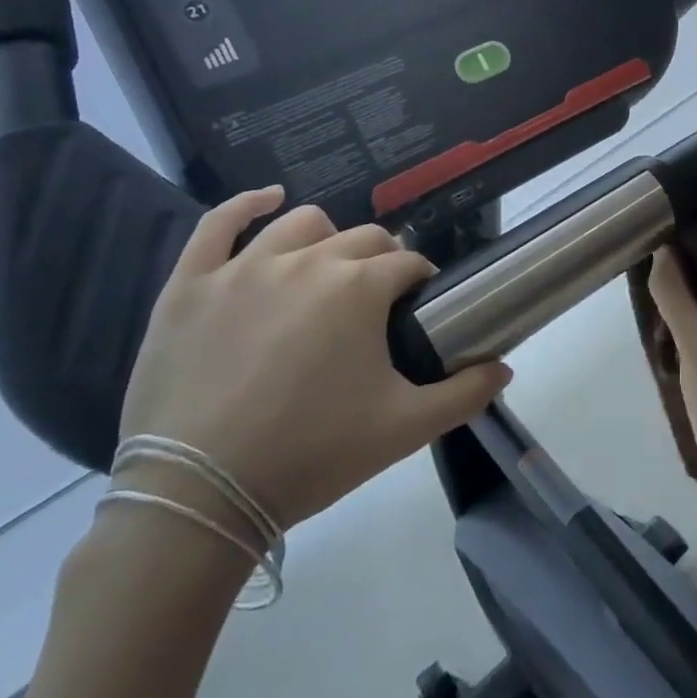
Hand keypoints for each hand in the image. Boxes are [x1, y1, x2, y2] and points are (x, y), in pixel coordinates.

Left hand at [118, 186, 511, 530]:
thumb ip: (464, 394)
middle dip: (382, 261)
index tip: (418, 309)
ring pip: (302, 223)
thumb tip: (504, 369)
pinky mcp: (191, 283)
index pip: (409, 265)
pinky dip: (247, 204)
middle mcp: (308, 261)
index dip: (420, 283)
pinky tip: (268, 200)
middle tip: (377, 303)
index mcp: (360, 288)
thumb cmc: (310, 456)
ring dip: (328, 239)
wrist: (196, 497)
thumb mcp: (403, 430)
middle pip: (364, 239)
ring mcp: (244, 267)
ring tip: (328, 269)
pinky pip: (219, 222)